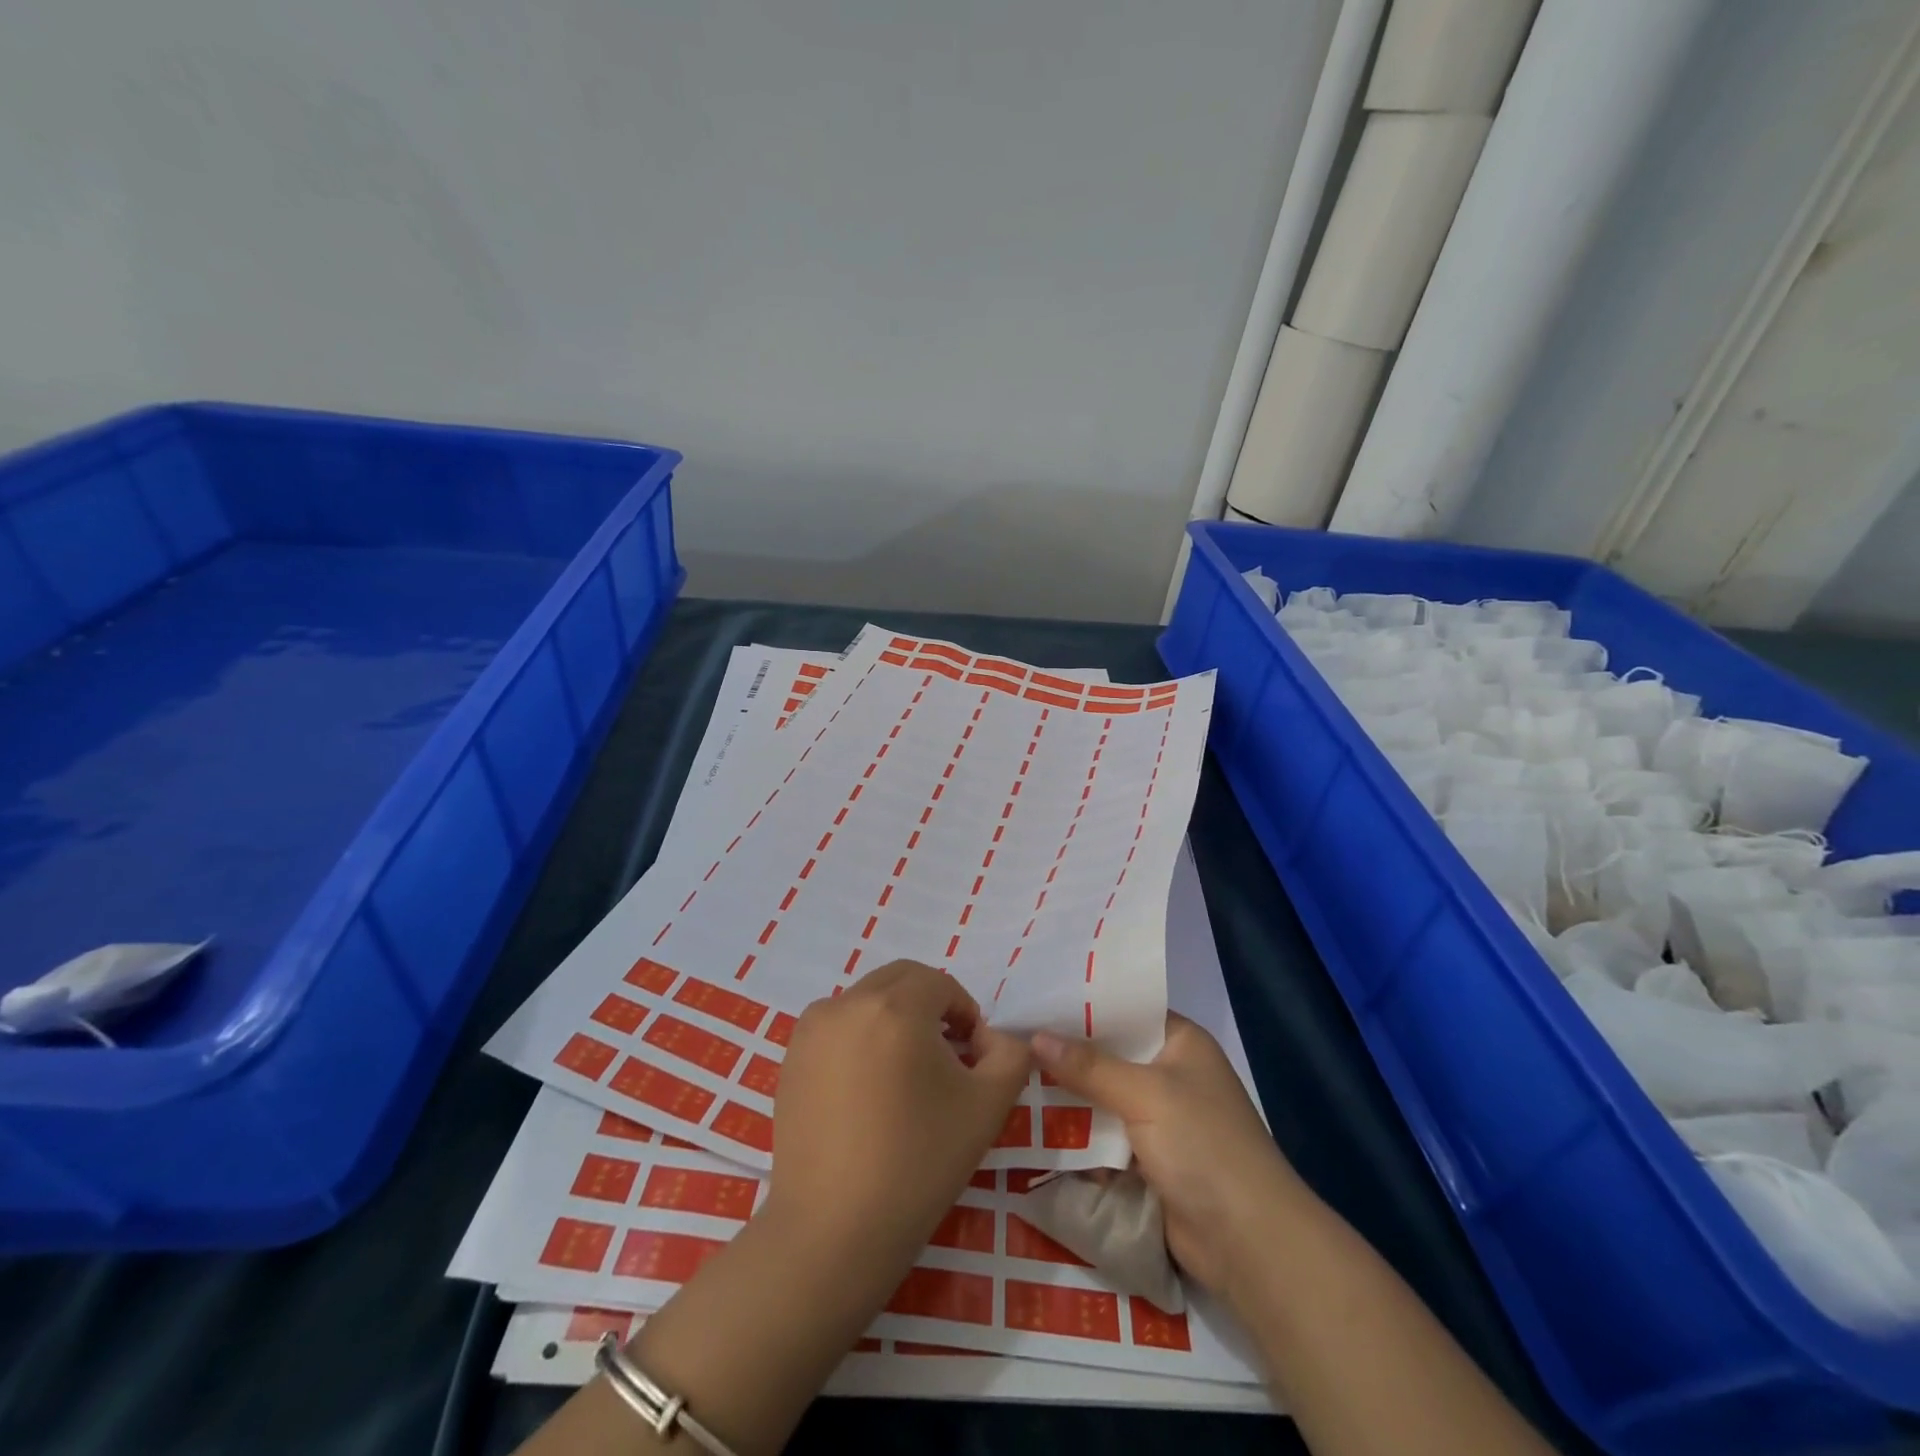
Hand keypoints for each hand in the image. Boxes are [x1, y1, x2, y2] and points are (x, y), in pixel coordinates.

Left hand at [766, 961, 1030, 1283]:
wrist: (834, 1230)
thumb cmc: (918, 1163)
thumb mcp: (987, 1107)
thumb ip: (1010, 1055)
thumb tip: (994, 1039)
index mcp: (896, 1006)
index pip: (941, 984)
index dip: (965, 1013)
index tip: (972, 1058)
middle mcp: (848, 1003)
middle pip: (901, 981)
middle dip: (930, 1007)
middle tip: (944, 1060)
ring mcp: (812, 1029)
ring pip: (867, 1000)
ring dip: (894, 1019)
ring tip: (904, 1077)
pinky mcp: (791, 1057)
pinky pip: (837, 1027)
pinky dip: (860, 1038)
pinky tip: (867, 1092)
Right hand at [1031, 1012, 1306, 1293]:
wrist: (1250, 1243)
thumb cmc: (1205, 1146)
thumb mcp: (1145, 1095)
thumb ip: (1089, 1066)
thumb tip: (1034, 1036)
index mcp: (1180, 1042)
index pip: (1124, 1010)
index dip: (1081, 1005)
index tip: (1034, 999)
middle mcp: (1169, 1073)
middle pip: (1108, 1054)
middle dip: (1065, 1053)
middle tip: (1010, 1038)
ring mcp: (1159, 1119)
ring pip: (1100, 1097)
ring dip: (1065, 1095)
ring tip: (1010, 1076)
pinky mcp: (1147, 1160)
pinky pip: (1102, 1136)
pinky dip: (1075, 1134)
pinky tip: (1029, 1123)